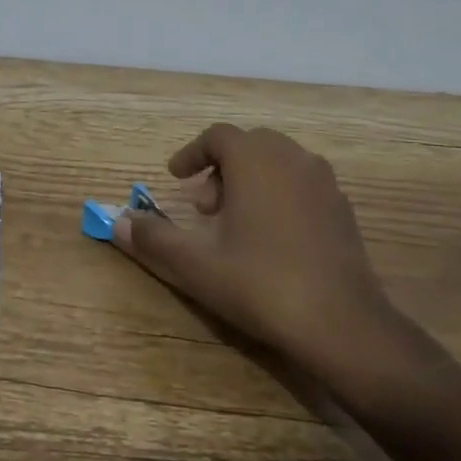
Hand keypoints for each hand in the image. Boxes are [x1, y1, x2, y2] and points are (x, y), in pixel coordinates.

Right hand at [114, 124, 402, 385]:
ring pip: (278, 163)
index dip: (191, 153)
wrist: (342, 324)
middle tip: (203, 207)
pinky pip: (302, 184)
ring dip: (250, 180)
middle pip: (249, 145)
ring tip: (235, 222)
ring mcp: (324, 183)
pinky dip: (278, 194)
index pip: (218, 136)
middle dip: (220, 168)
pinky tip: (271, 238)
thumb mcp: (196, 265)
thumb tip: (117, 221)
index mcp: (256, 161)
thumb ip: (153, 239)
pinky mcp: (342, 210)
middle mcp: (292, 159)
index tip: (174, 177)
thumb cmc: (261, 284)